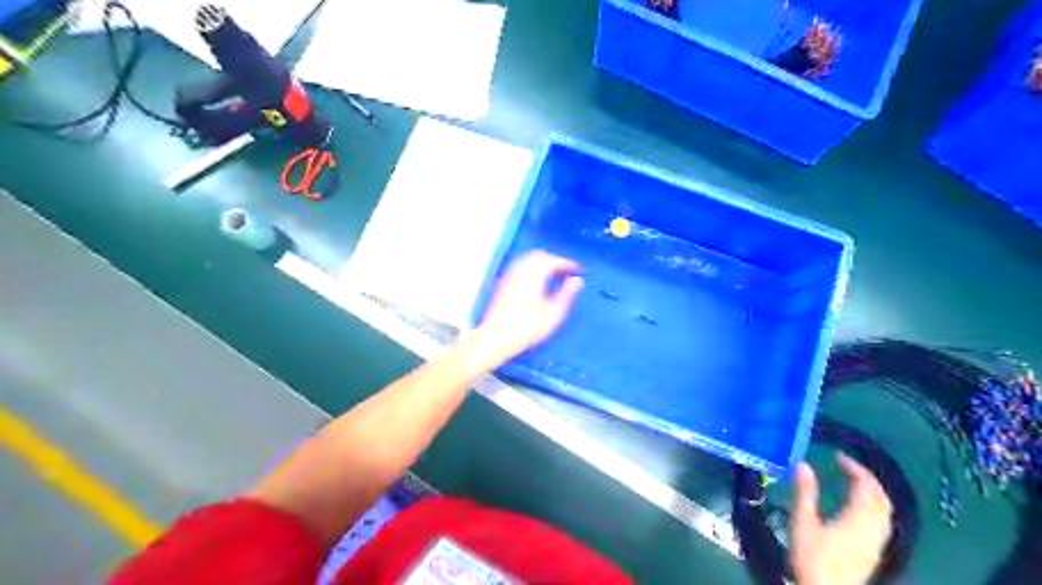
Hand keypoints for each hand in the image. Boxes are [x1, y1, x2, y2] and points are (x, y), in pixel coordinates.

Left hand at [476, 249, 584, 364]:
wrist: (495, 338)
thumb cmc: (527, 328)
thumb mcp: (553, 314)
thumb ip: (567, 294)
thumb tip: (577, 280)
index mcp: (533, 275)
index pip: (553, 260)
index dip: (567, 263)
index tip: (578, 270)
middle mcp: (520, 270)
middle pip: (540, 255)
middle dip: (555, 260)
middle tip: (566, 272)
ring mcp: (509, 275)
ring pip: (528, 259)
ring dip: (542, 263)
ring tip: (554, 276)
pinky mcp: (502, 282)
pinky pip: (519, 266)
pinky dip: (532, 267)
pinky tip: (536, 281)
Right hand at [796, 454, 891, 584]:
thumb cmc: (813, 557)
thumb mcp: (803, 522)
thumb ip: (804, 492)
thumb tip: (802, 464)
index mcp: (857, 518)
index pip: (866, 486)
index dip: (855, 467)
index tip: (838, 456)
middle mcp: (873, 528)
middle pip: (880, 498)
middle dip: (867, 478)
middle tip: (847, 466)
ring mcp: (876, 541)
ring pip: (884, 511)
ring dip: (873, 492)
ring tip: (854, 482)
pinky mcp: (873, 551)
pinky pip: (882, 522)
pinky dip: (873, 506)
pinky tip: (859, 509)